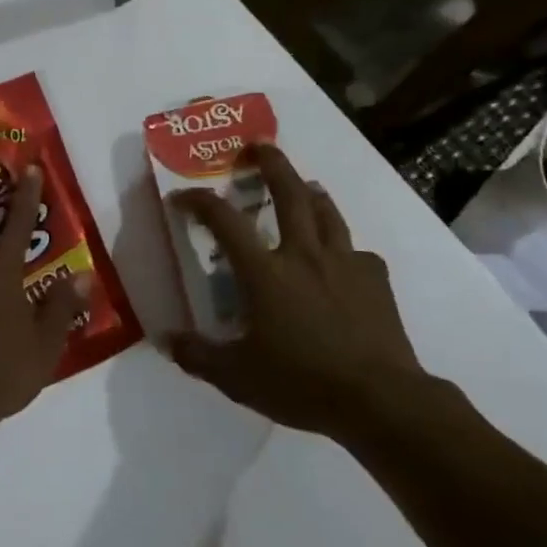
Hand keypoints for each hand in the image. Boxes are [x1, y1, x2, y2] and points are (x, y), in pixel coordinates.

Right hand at [168, 143, 428, 436]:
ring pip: (326, 211)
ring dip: (310, 192)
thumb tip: (166, 341)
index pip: (224, 221)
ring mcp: (344, 263)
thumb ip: (198, 356)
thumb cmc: (303, 383)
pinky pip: (357, 251)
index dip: (199, 201)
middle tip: (259, 146)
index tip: (182, 196)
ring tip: (304, 185)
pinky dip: (343, 246)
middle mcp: (303, 254)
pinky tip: (341, 259)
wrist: (380, 400)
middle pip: (288, 193)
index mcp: (265, 272)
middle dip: (271, 164)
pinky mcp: (375, 279)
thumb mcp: (238, 377)